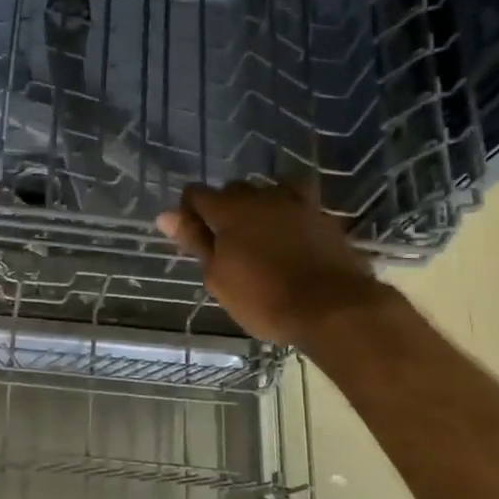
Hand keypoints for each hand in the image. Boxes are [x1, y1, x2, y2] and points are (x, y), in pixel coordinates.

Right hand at [156, 180, 385, 345]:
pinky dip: (286, 213)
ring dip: (257, 207)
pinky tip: (288, 233)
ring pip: (267, 191)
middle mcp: (261, 197)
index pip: (196, 194)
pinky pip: (297, 202)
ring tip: (258, 236)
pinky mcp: (322, 216)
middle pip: (233, 190)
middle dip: (224, 208)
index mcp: (229, 210)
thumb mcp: (218, 277)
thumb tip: (166, 215)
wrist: (332, 308)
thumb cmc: (264, 298)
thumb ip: (195, 241)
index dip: (189, 211)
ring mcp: (296, 203)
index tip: (192, 237)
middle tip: (225, 244)